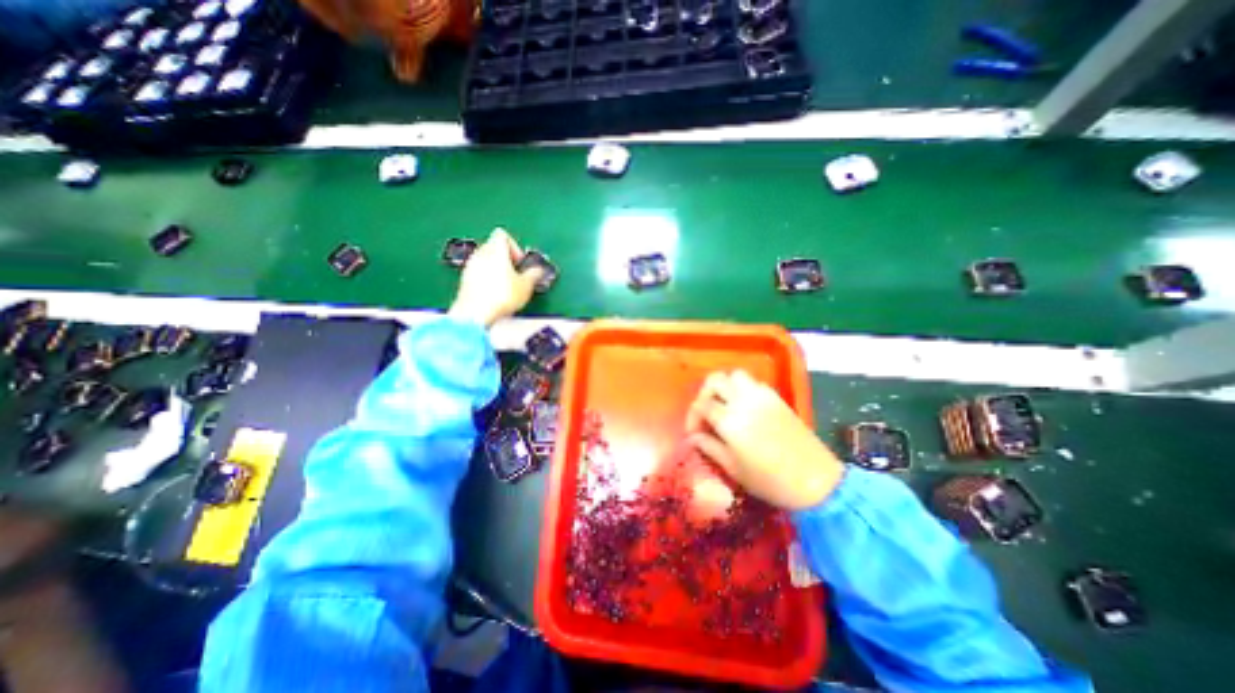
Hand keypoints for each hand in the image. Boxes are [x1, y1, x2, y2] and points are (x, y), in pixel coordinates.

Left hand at [446, 225, 541, 324]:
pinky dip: (487, 280)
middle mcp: (480, 253)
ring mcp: (470, 267)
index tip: (521, 262)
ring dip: (496, 270)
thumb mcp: (526, 285)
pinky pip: (478, 274)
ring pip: (485, 261)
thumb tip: (538, 271)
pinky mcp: (464, 281)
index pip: (503, 235)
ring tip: (507, 287)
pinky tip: (496, 295)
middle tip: (516, 274)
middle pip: (493, 247)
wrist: (475, 313)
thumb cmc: (500, 296)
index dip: (515, 247)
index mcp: (496, 249)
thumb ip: (533, 274)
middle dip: (506, 259)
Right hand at [685, 372, 850, 511]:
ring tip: (724, 405)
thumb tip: (694, 437)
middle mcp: (744, 401)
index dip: (693, 416)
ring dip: (725, 386)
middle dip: (705, 393)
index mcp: (730, 420)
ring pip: (735, 375)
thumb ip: (710, 447)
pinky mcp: (777, 398)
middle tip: (706, 412)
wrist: (816, 482)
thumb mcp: (733, 469)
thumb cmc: (770, 481)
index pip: (701, 404)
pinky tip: (745, 407)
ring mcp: (762, 396)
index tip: (694, 432)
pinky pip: (753, 382)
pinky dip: (742, 388)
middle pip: (715, 380)